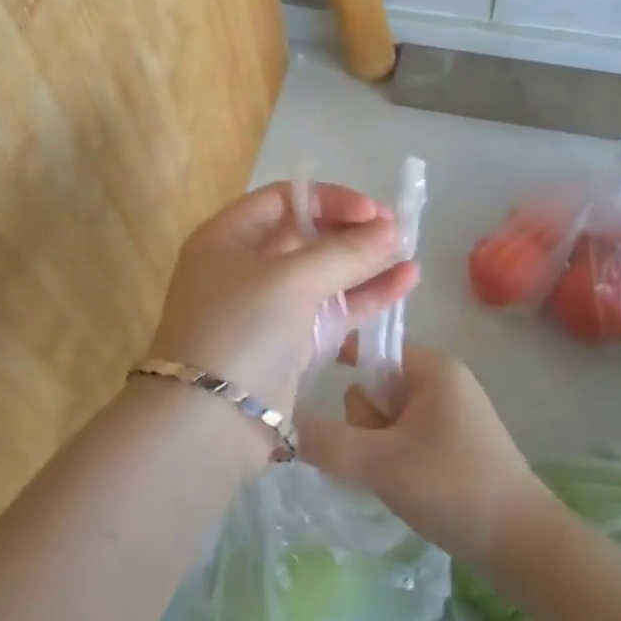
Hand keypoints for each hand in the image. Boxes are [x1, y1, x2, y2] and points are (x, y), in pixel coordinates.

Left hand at [148, 181, 419, 415]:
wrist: (209, 421)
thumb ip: (345, 252)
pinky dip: (364, 297)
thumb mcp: (291, 279)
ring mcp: (267, 307)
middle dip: (352, 232)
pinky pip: (331, 310)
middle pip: (306, 236)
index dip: (330, 200)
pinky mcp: (288, 344)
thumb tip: (390, 229)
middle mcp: (244, 266)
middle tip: (397, 232)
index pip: (284, 199)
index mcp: (228, 237)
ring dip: (365, 264)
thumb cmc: (242, 328)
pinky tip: (405, 284)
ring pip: (323, 275)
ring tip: (411, 256)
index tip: (373, 211)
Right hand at [298, 346, 548, 571]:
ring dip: (376, 446)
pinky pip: (403, 436)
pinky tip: (401, 485)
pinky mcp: (452, 443)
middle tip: (379, 457)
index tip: (314, 392)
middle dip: (365, 423)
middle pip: (375, 386)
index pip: (371, 348)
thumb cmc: (453, 488)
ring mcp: (449, 413)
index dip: (342, 368)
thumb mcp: (380, 463)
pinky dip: (392, 457)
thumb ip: (326, 441)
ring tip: (393, 477)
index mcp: (432, 368)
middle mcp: (442, 381)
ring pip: (386, 417)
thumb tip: (278, 422)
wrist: (523, 546)